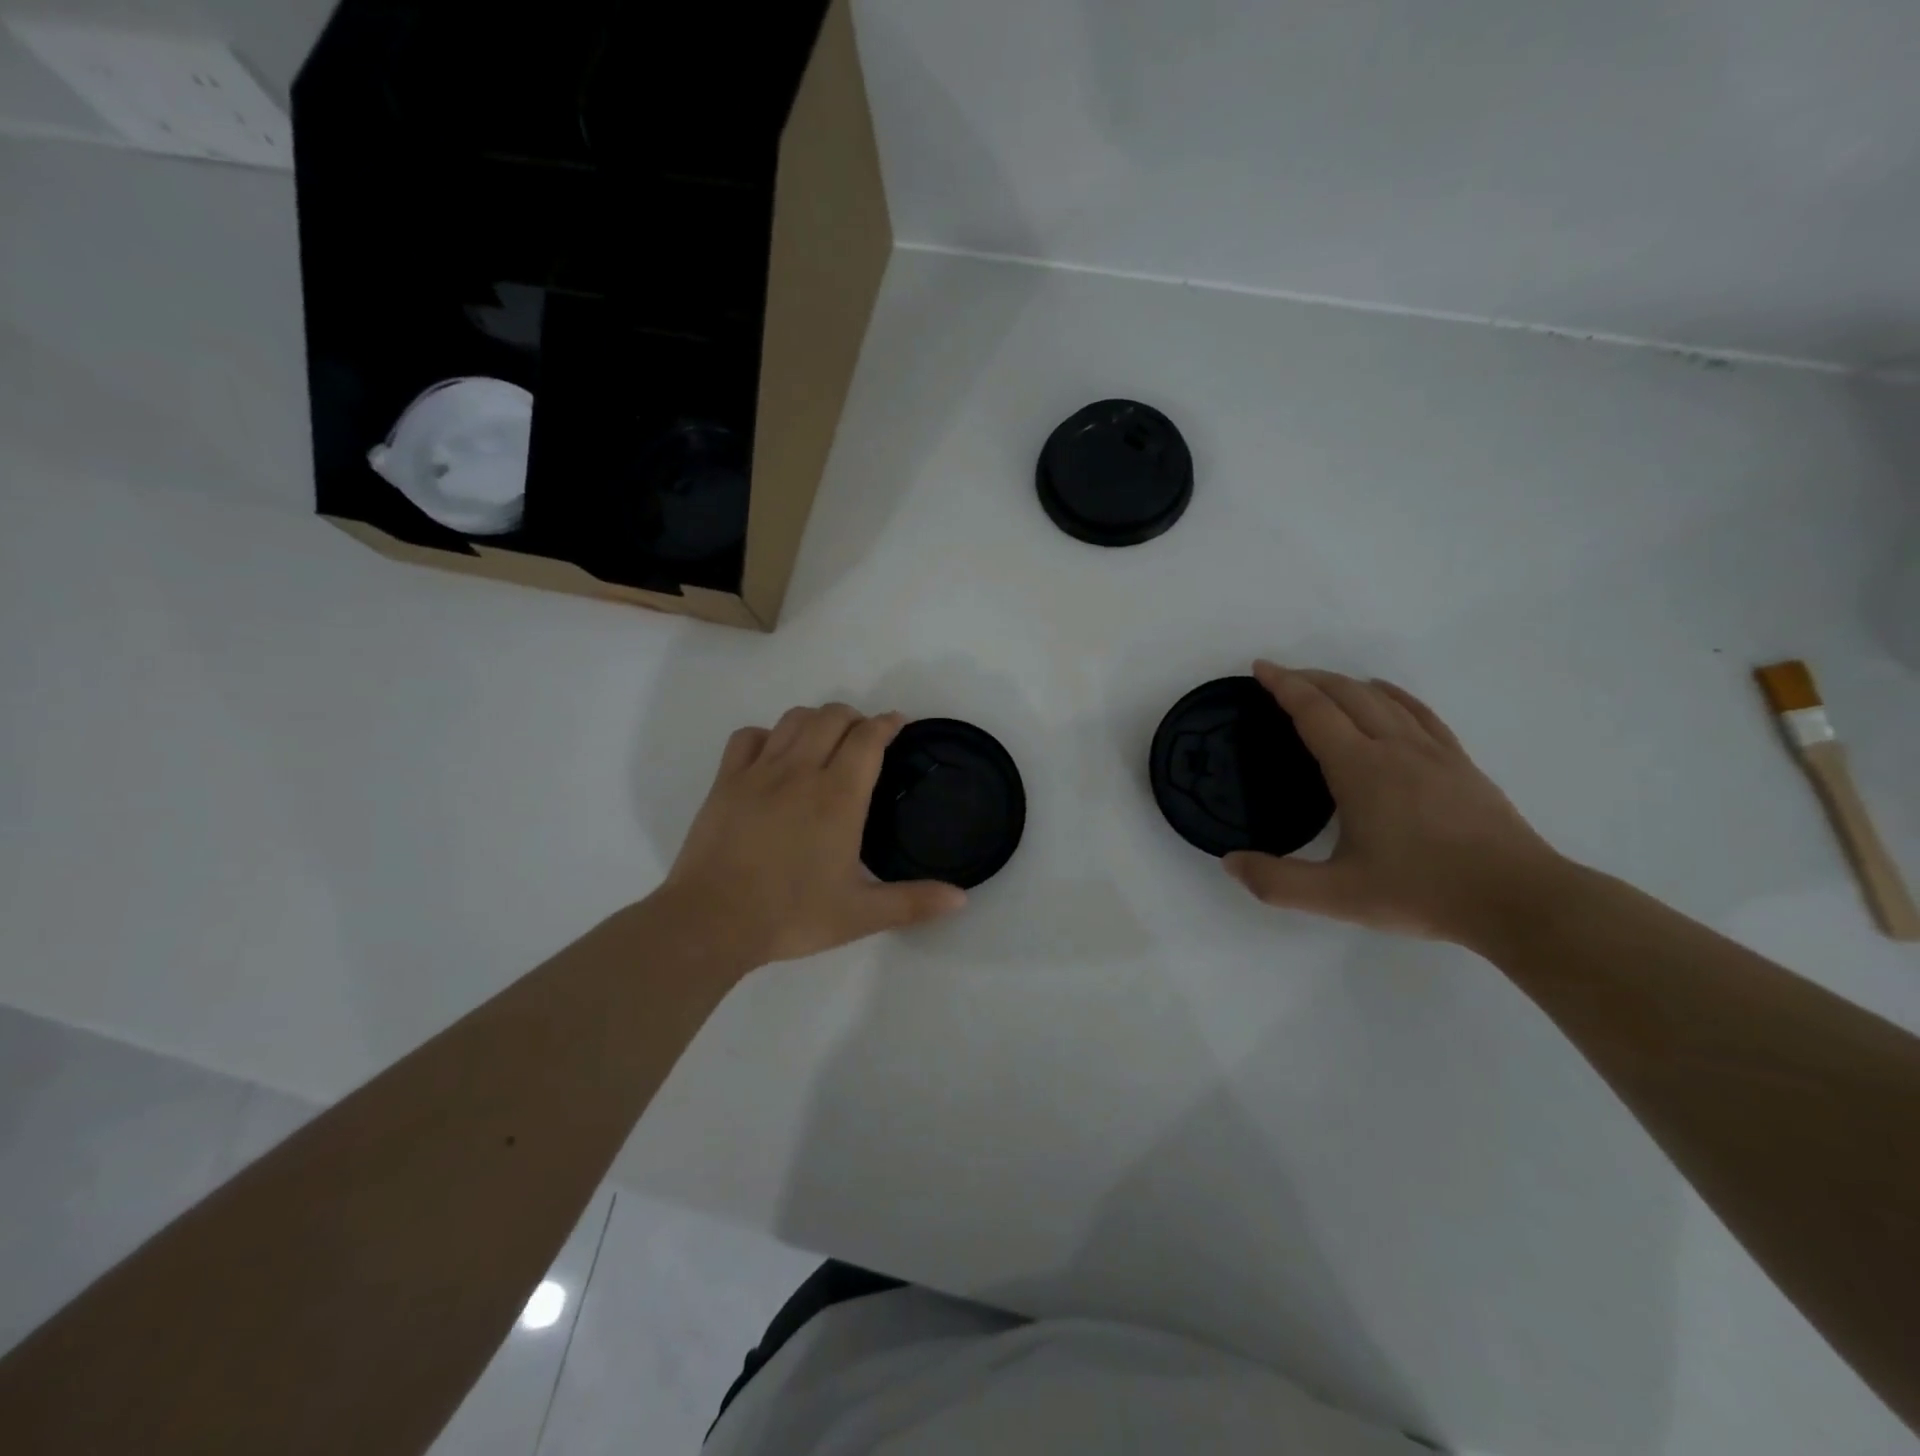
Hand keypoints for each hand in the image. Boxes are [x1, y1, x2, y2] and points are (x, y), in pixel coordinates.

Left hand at [659, 704, 966, 967]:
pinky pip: (748, 737)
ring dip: (816, 720)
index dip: (887, 723)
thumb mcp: (860, 915)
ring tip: (825, 740)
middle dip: (855, 718)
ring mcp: (759, 772)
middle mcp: (801, 772)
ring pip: (793, 720)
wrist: (712, 922)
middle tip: (864, 739)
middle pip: (832, 717)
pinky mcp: (725, 781)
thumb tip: (963, 898)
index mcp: (838, 797)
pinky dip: (767, 735)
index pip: (868, 739)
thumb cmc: (791, 916)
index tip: (898, 723)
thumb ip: (913, 902)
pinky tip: (773, 755)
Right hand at [1224, 661, 1567, 943]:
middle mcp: (1394, 747)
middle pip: (1346, 694)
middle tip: (1280, 677)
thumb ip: (1276, 882)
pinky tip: (1386, 697)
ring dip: (1346, 683)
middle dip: (1309, 678)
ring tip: (1323, 685)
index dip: (1284, 685)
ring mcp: (1433, 752)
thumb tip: (1229, 862)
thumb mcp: (1337, 897)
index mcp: (1360, 769)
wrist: (1518, 899)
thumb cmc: (1422, 892)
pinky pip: (1419, 712)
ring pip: (1382, 698)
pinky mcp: (1459, 763)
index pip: (1313, 711)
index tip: (1260, 668)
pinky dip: (1392, 694)